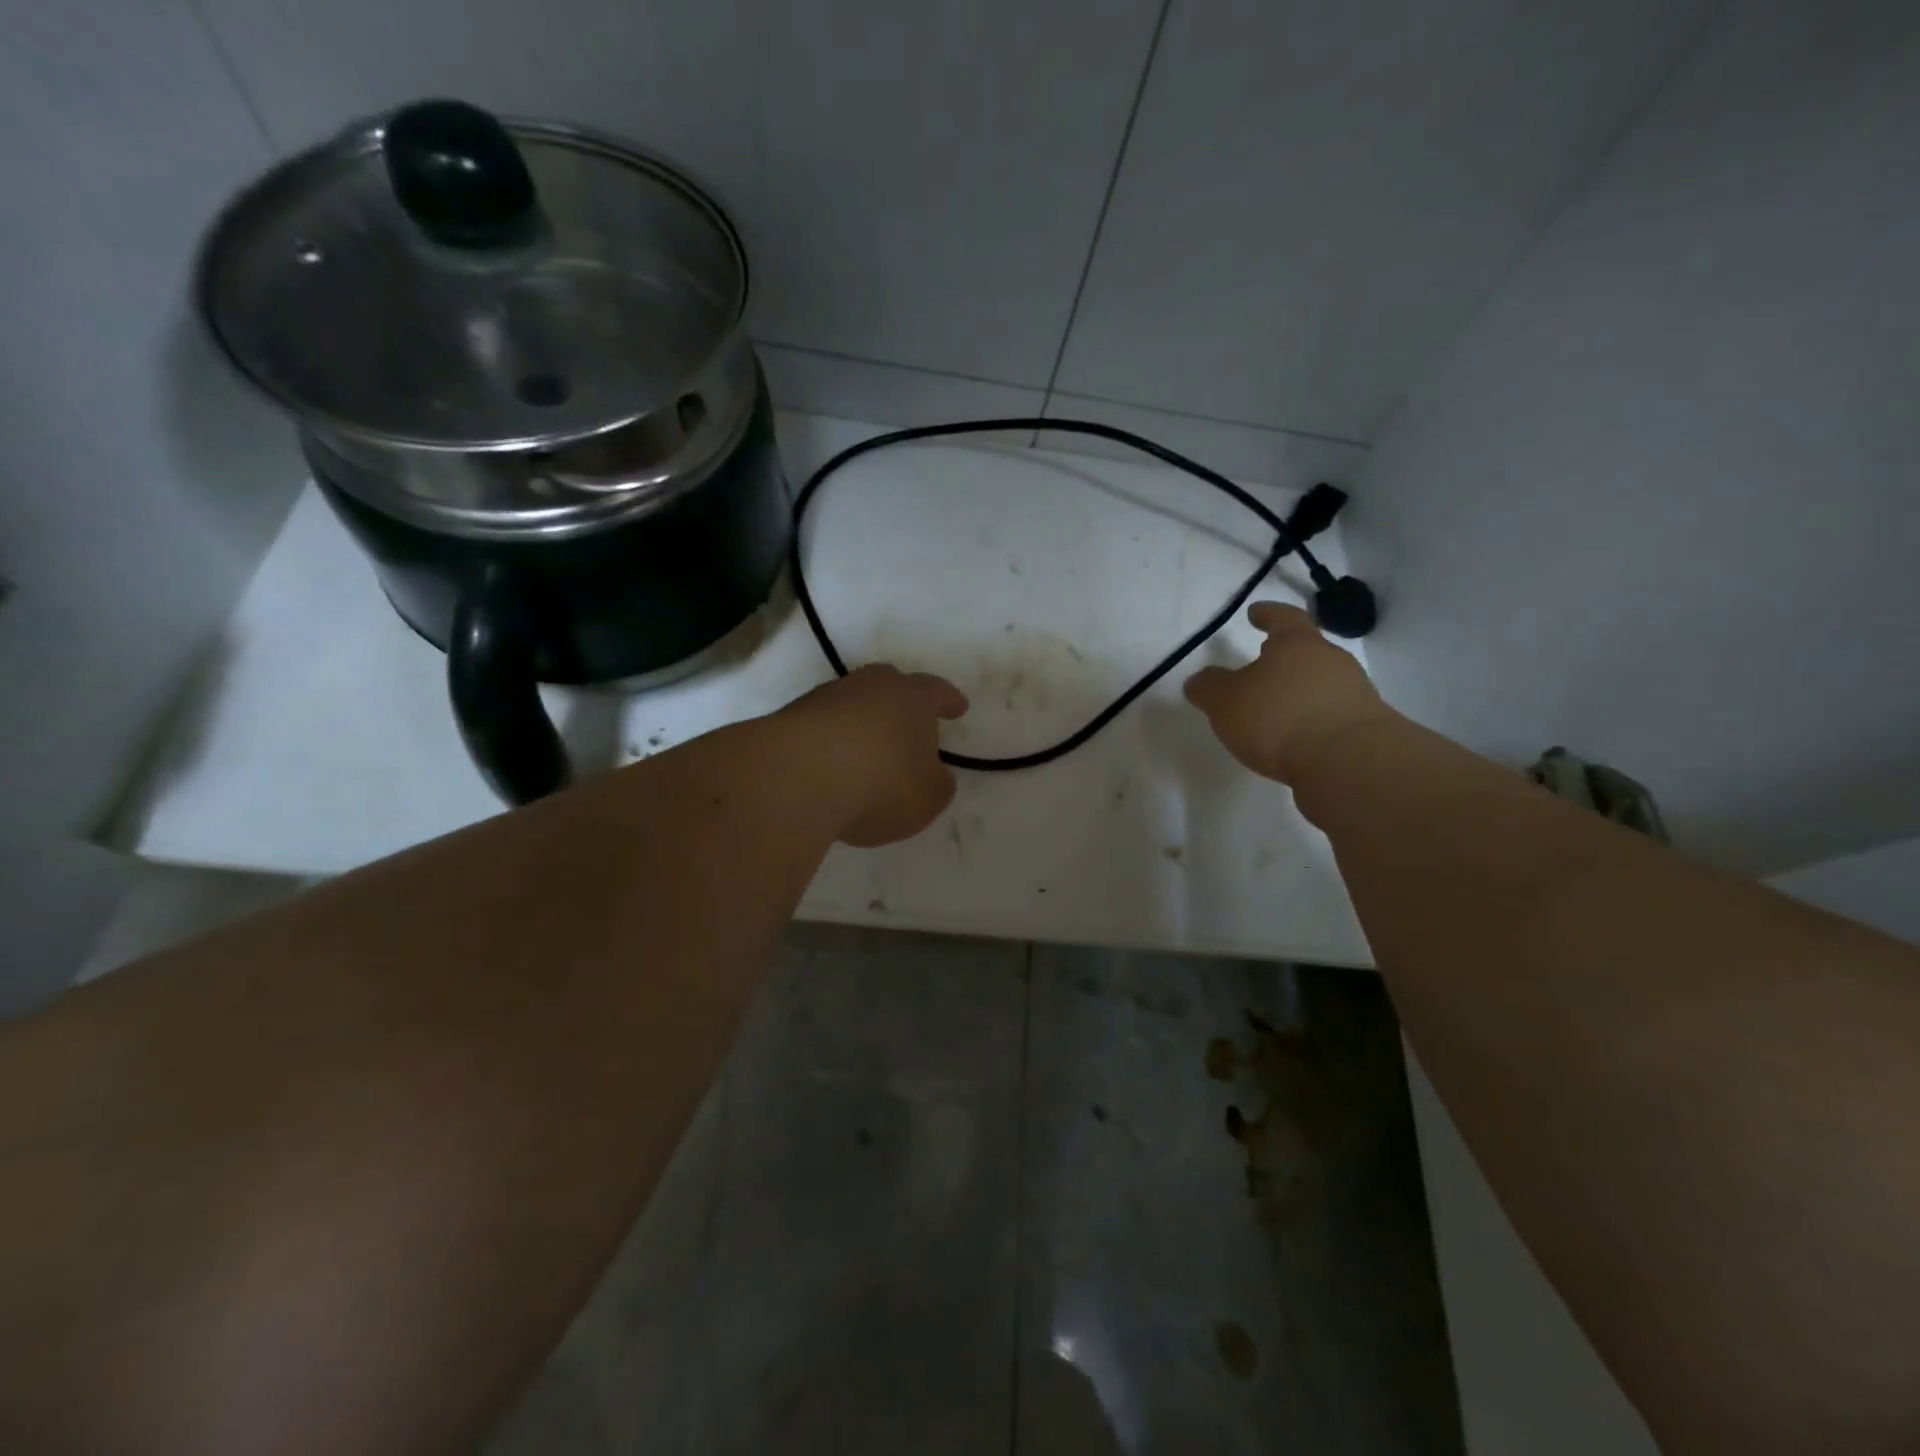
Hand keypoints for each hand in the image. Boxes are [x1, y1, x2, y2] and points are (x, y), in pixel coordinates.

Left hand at [777, 665, 968, 846]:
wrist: (798, 779)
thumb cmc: (881, 783)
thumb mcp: (928, 796)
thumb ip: (937, 783)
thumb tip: (933, 773)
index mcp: (912, 698)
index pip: (937, 692)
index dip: (949, 701)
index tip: (958, 707)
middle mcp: (869, 686)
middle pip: (889, 685)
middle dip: (900, 703)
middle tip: (908, 721)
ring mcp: (825, 699)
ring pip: (852, 704)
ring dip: (862, 724)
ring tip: (866, 753)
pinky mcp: (790, 719)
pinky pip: (822, 727)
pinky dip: (831, 743)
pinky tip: (832, 767)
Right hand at [1184, 602, 1391, 784]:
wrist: (1348, 763)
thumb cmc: (1279, 718)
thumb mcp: (1225, 701)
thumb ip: (1209, 688)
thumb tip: (1200, 680)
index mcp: (1297, 644)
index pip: (1283, 618)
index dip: (1267, 614)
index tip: (1255, 612)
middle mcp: (1331, 661)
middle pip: (1305, 652)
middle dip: (1282, 659)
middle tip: (1259, 667)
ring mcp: (1353, 693)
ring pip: (1319, 684)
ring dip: (1297, 692)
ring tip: (1273, 711)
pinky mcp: (1363, 728)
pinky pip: (1329, 714)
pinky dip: (1310, 720)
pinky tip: (1293, 738)